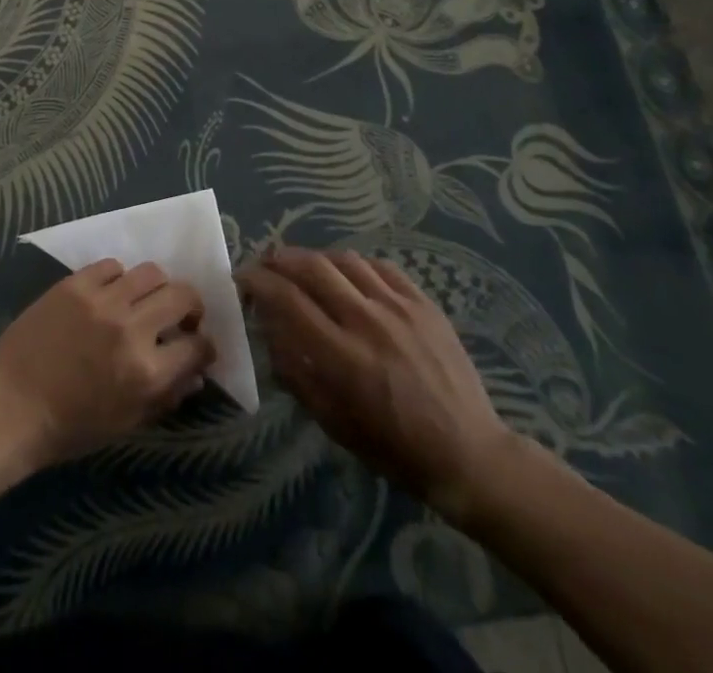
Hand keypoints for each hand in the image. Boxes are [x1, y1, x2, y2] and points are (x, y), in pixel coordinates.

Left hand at [0, 259, 215, 472]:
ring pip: (150, 272)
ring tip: (144, 300)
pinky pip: (111, 266)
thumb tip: (196, 374)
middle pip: (181, 295)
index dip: (204, 345)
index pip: (197, 345)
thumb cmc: (70, 427)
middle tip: (180, 316)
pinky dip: (118, 278)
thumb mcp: (126, 423)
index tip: (198, 344)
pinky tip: (110, 294)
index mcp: (146, 372)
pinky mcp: (75, 284)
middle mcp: (130, 328)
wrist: (11, 407)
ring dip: (156, 288)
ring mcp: (101, 301)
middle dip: (190, 307)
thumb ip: (166, 396)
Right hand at [240, 246, 521, 525]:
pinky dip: (353, 265)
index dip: (258, 282)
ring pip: (344, 260)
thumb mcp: (332, 422)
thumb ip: (294, 371)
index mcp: (342, 357)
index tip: (243, 280)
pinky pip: (379, 267)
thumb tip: (269, 328)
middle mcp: (367, 321)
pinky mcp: (424, 303)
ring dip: (314, 258)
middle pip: (311, 267)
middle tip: (265, 265)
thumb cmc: (394, 448)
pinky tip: (346, 276)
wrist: (469, 454)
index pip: (287, 299)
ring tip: (303, 268)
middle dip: (279, 260)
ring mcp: (399, 308)